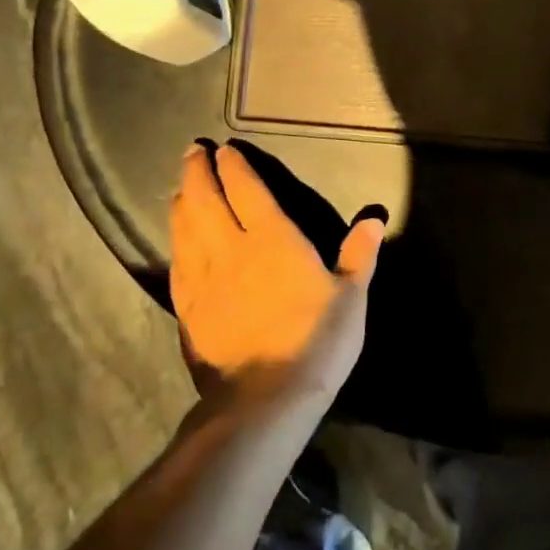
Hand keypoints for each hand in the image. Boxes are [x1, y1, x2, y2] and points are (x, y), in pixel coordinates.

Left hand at [169, 141, 385, 402]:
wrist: (265, 399)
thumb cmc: (316, 341)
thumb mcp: (351, 296)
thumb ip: (359, 254)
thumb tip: (373, 218)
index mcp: (272, 240)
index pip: (247, 191)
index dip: (234, 167)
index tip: (224, 149)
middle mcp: (231, 250)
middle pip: (206, 201)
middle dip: (198, 173)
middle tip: (192, 153)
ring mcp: (203, 279)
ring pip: (185, 229)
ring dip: (182, 202)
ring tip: (180, 187)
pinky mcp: (188, 309)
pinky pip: (177, 263)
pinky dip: (175, 241)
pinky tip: (176, 240)